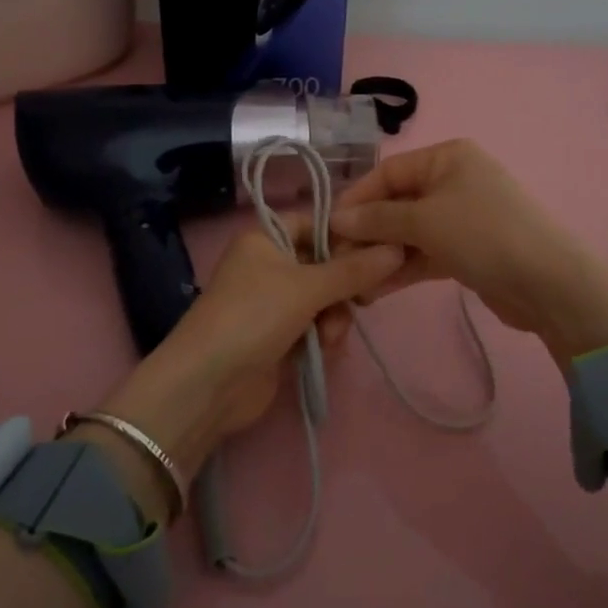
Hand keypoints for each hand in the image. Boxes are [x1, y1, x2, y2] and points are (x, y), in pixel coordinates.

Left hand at [72, 225, 402, 522]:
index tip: (378, 255)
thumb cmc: (254, 317)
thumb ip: (354, 270)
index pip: (316, 223)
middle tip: (362, 301)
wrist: (208, 384)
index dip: (346, 238)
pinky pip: (314, 325)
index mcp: (266, 238)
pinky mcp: (277, 336)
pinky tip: (325, 350)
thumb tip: (399, 249)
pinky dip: (322, 335)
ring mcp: (272, 303)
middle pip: (324, 264)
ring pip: (323, 298)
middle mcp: (268, 265)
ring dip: (333, 317)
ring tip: (329, 338)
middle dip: (343, 286)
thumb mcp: (307, 287)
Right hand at [330, 139, 607, 367]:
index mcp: (447, 157)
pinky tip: (375, 290)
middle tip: (338, 260)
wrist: (548, 283)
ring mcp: (461, 216)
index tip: (328, 227)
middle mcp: (453, 180)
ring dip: (382, 254)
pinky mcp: (467, 250)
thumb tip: (335, 220)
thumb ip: (377, 219)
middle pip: (397, 202)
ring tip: (353, 282)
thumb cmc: (483, 234)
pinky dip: (403, 268)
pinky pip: (425, 253)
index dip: (356, 197)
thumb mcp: (424, 220)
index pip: (388, 171)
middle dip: (368, 231)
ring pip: (409, 231)